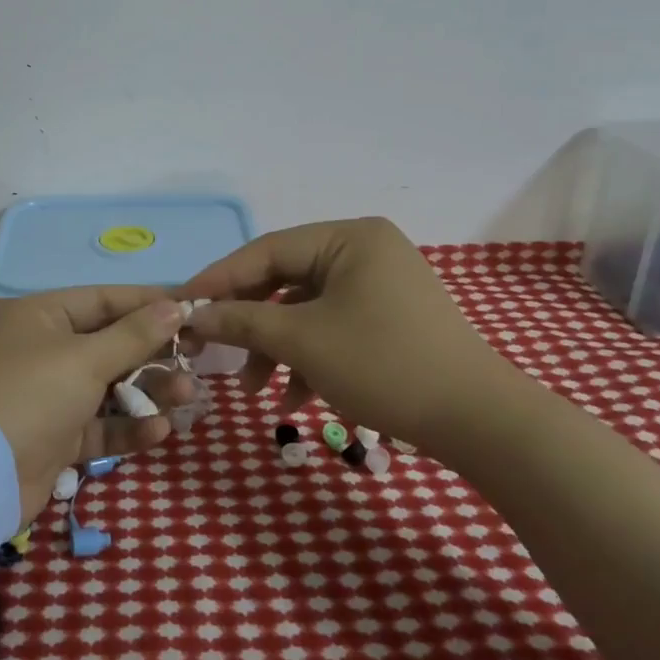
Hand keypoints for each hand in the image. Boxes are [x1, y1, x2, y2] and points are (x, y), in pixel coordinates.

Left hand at [0, 288, 197, 526]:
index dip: (149, 303)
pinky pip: (100, 424)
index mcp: (44, 316)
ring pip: (110, 386)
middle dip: (154, 352)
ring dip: (148, 392)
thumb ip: (135, 334)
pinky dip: (128, 427)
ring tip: (187, 396)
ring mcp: (51, 395)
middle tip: (197, 355)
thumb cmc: (34, 395)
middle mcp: (46, 349)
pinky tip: (159, 430)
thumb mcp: (86, 359)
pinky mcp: (57, 436)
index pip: (106, 300)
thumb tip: (176, 305)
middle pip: (111, 344)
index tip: (192, 308)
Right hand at [177, 217, 537, 469]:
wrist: (478, 421)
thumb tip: (193, 316)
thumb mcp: (302, 342)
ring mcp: (380, 284)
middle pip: (285, 280)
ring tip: (257, 391)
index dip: (219, 279)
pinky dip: (309, 358)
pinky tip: (295, 398)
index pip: (266, 250)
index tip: (182, 306)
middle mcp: (365, 250)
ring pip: (307, 309)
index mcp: (348, 238)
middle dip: (251, 323)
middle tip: (215, 351)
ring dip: (277, 348)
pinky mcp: (390, 317)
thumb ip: (242, 322)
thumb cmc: (383, 365)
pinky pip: (333, 326)